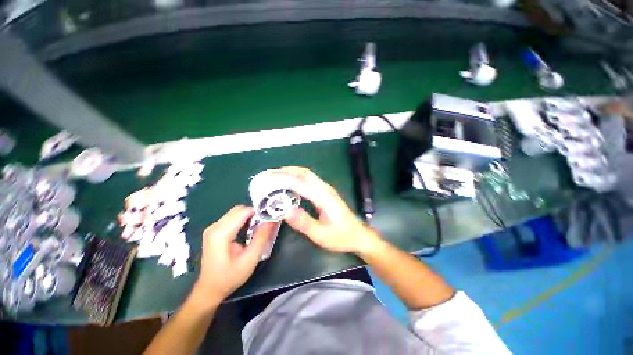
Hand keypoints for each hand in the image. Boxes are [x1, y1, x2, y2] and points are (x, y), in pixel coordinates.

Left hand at [192, 206, 276, 303]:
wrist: (209, 289)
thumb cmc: (230, 277)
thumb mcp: (250, 259)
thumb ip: (262, 237)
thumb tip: (272, 220)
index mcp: (221, 233)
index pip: (242, 212)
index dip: (258, 212)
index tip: (270, 217)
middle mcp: (214, 227)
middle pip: (238, 210)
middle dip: (254, 213)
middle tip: (265, 223)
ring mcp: (212, 228)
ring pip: (235, 212)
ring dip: (249, 216)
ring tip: (258, 227)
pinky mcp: (214, 231)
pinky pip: (231, 218)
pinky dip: (242, 220)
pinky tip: (248, 230)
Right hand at [276, 167, 380, 253]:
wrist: (358, 235)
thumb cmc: (341, 236)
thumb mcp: (322, 235)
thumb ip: (304, 223)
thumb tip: (286, 211)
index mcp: (323, 197)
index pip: (300, 183)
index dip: (283, 179)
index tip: (268, 179)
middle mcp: (325, 189)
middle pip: (305, 173)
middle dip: (287, 171)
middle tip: (270, 175)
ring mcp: (326, 189)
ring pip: (308, 175)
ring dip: (292, 173)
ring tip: (277, 177)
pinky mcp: (326, 193)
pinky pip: (310, 180)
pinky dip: (298, 178)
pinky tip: (291, 184)